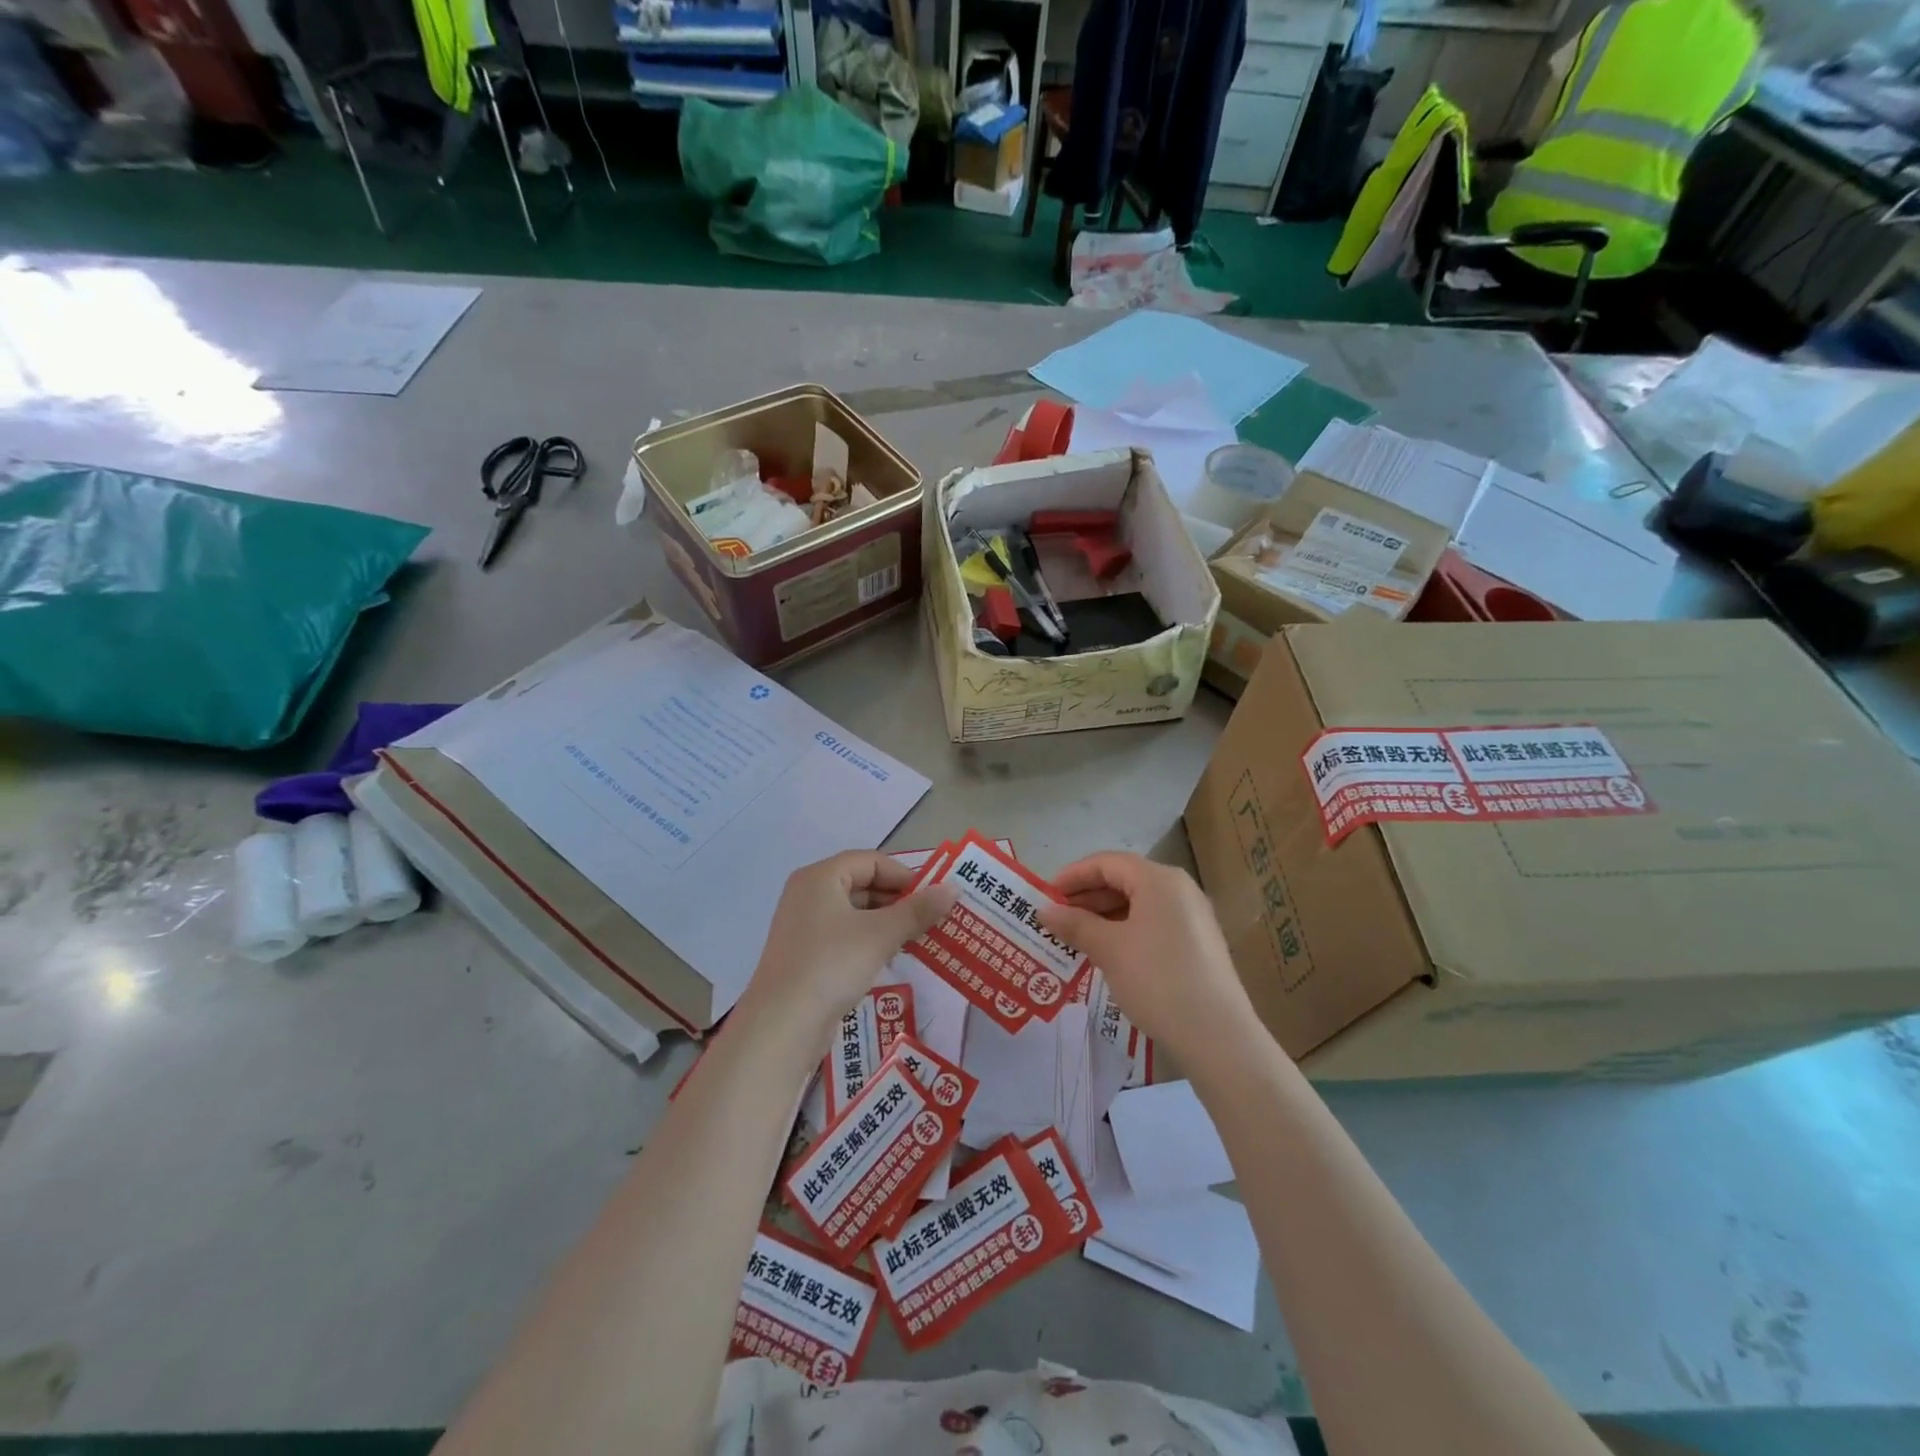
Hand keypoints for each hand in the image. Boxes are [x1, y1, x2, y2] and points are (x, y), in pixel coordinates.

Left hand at [738, 851, 958, 1041]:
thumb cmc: (831, 965)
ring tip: (918, 939)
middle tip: (931, 919)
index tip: (933, 897)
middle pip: (862, 884)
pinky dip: (869, 941)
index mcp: (820, 878)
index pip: (871, 861)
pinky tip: (890, 958)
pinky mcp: (805, 955)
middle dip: (899, 900)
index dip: (904, 875)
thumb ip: (918, 910)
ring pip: (855, 912)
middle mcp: (808, 894)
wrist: (781, 1025)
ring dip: (887, 922)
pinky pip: (844, 936)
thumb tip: (953, 888)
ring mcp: (804, 926)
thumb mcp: (880, 935)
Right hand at [1038, 852, 1257, 1062]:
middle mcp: (1179, 889)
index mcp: (1159, 879)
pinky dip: (1124, 931)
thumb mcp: (1109, 949)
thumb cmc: (1157, 979)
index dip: (1072, 876)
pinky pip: (1152, 924)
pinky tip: (1106, 954)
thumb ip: (1075, 924)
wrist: (1217, 1035)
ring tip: (1074, 938)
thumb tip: (1044, 911)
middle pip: (1123, 880)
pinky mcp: (1197, 944)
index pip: (1106, 863)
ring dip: (1103, 916)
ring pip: (1138, 904)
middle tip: (1056, 919)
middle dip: (1086, 897)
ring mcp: (1192, 917)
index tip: (1044, 896)